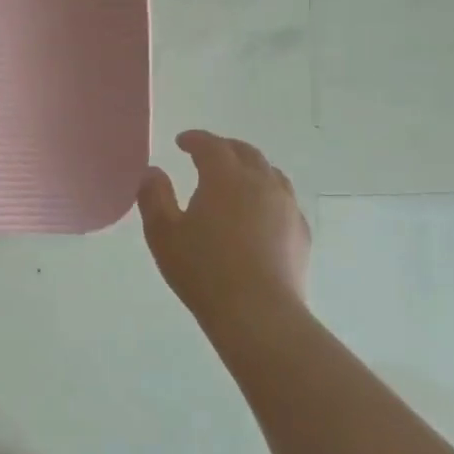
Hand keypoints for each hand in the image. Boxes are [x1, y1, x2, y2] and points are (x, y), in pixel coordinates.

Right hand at [137, 131, 310, 339]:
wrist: (258, 314)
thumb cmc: (203, 270)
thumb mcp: (163, 233)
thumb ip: (154, 197)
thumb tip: (153, 172)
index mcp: (225, 177)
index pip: (211, 145)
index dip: (195, 139)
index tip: (181, 142)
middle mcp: (261, 183)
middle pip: (246, 152)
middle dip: (224, 148)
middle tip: (207, 154)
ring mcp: (286, 207)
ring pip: (270, 174)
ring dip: (250, 168)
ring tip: (236, 179)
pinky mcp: (300, 233)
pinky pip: (284, 200)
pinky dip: (268, 195)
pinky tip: (259, 213)